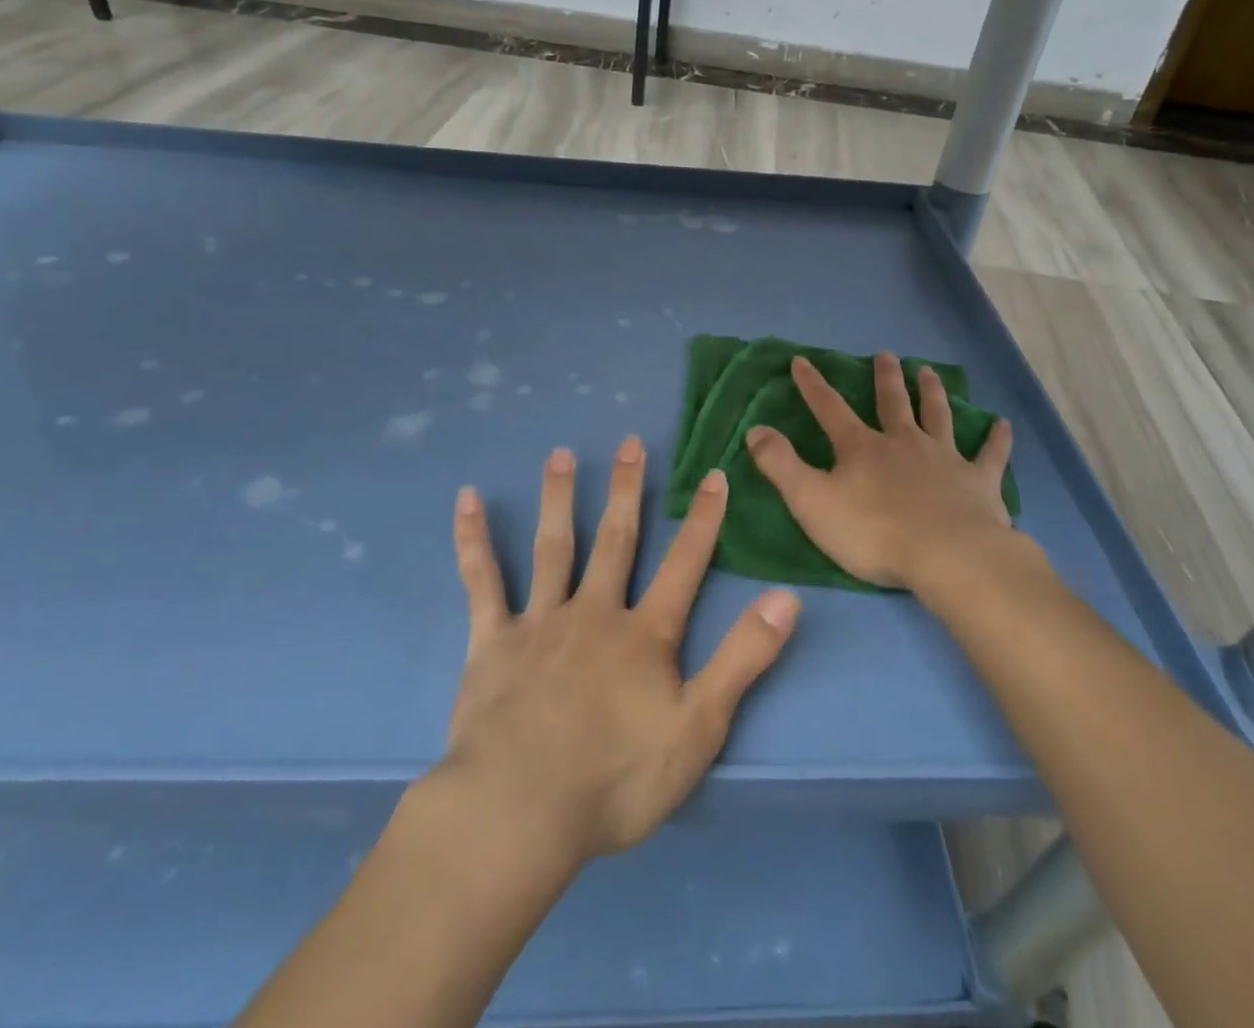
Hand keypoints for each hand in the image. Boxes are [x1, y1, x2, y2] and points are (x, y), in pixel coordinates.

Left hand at [442, 438, 800, 865]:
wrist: (521, 811)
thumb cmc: (616, 779)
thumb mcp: (699, 727)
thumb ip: (744, 658)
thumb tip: (787, 598)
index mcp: (644, 634)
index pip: (684, 565)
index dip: (703, 521)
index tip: (714, 474)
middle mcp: (595, 612)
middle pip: (616, 539)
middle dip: (627, 490)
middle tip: (630, 442)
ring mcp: (541, 622)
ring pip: (554, 546)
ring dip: (560, 497)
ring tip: (562, 453)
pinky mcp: (493, 641)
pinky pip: (483, 581)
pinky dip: (474, 539)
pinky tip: (467, 500)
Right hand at [746, 352, 1043, 593]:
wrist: (947, 556)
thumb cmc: (873, 532)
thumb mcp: (811, 501)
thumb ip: (781, 465)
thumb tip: (756, 429)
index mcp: (861, 448)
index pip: (830, 408)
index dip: (813, 385)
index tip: (802, 360)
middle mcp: (903, 443)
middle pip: (892, 403)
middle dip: (886, 378)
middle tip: (887, 355)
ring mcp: (944, 459)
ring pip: (938, 417)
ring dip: (932, 393)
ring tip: (929, 372)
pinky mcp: (978, 482)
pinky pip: (990, 455)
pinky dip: (996, 439)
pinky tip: (1003, 424)